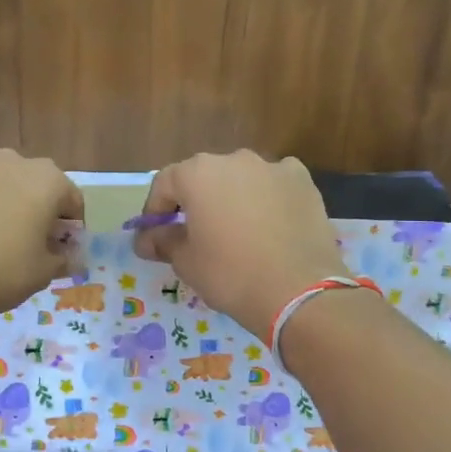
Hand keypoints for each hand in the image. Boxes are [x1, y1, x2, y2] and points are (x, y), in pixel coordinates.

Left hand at [0, 150, 83, 326]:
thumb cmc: (0, 271)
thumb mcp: (43, 273)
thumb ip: (63, 259)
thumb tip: (69, 257)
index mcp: (46, 180)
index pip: (72, 199)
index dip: (71, 227)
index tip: (63, 249)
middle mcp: (11, 162)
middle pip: (34, 184)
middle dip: (37, 209)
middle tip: (29, 242)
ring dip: (2, 203)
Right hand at [135, 151, 348, 340]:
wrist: (299, 291)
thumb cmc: (230, 274)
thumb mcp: (186, 262)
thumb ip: (163, 242)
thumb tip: (147, 239)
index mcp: (198, 173)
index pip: (164, 184)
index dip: (155, 210)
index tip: (154, 235)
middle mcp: (234, 160)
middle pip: (203, 177)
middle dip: (194, 202)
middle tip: (193, 234)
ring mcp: (273, 167)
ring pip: (240, 179)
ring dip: (231, 198)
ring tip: (234, 232)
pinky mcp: (304, 183)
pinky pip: (274, 186)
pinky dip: (266, 199)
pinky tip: (268, 226)